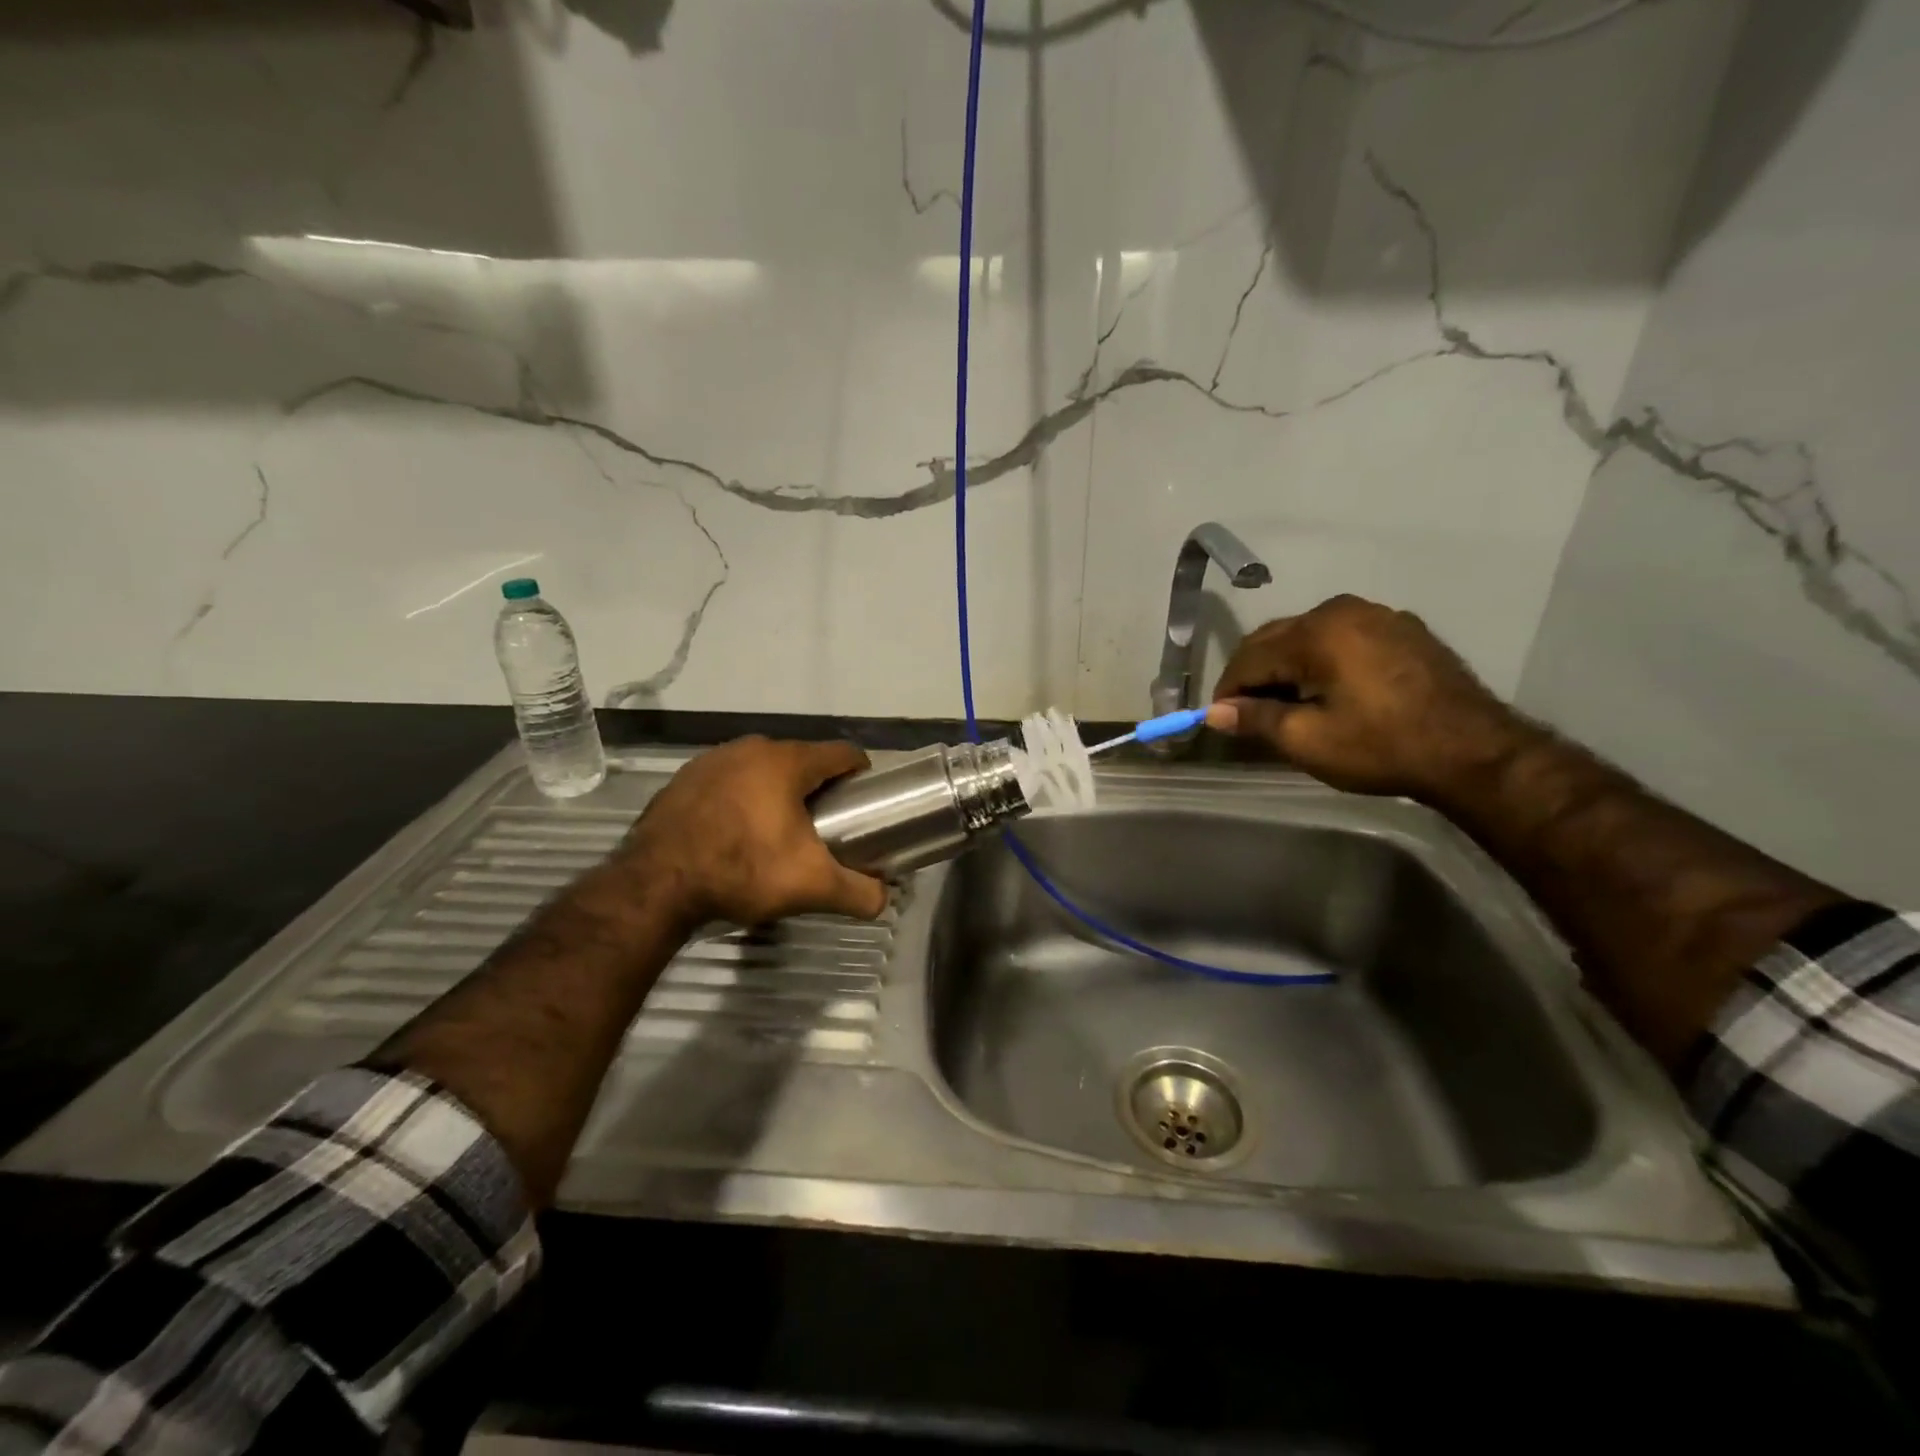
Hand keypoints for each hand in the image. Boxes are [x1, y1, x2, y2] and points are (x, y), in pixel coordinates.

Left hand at [613, 737, 888, 925]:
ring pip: (761, 769)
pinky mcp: (683, 778)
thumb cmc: (743, 871)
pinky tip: (734, 832)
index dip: (860, 775)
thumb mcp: (812, 886)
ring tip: (777, 831)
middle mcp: (751, 748)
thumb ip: (859, 892)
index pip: (842, 753)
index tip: (864, 802)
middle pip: (801, 760)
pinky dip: (739, 798)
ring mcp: (712, 760)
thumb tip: (884, 898)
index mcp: (787, 761)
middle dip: (817, 787)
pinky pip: (727, 781)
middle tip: (823, 825)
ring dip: (775, 791)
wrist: (656, 884)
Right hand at [1207, 595, 1530, 799]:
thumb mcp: (1308, 740)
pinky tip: (1327, 691)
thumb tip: (1215, 713)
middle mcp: (1342, 610)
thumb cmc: (1381, 746)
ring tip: (1286, 704)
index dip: (1228, 690)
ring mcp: (1377, 615)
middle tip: (1248, 714)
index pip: (1249, 657)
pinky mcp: (1403, 629)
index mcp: (1316, 632)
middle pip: (1276, 639)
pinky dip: (1322, 661)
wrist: (1474, 751)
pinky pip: (1343, 639)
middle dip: (1255, 675)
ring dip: (1287, 666)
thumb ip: (1255, 719)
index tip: (1220, 720)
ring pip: (1309, 637)